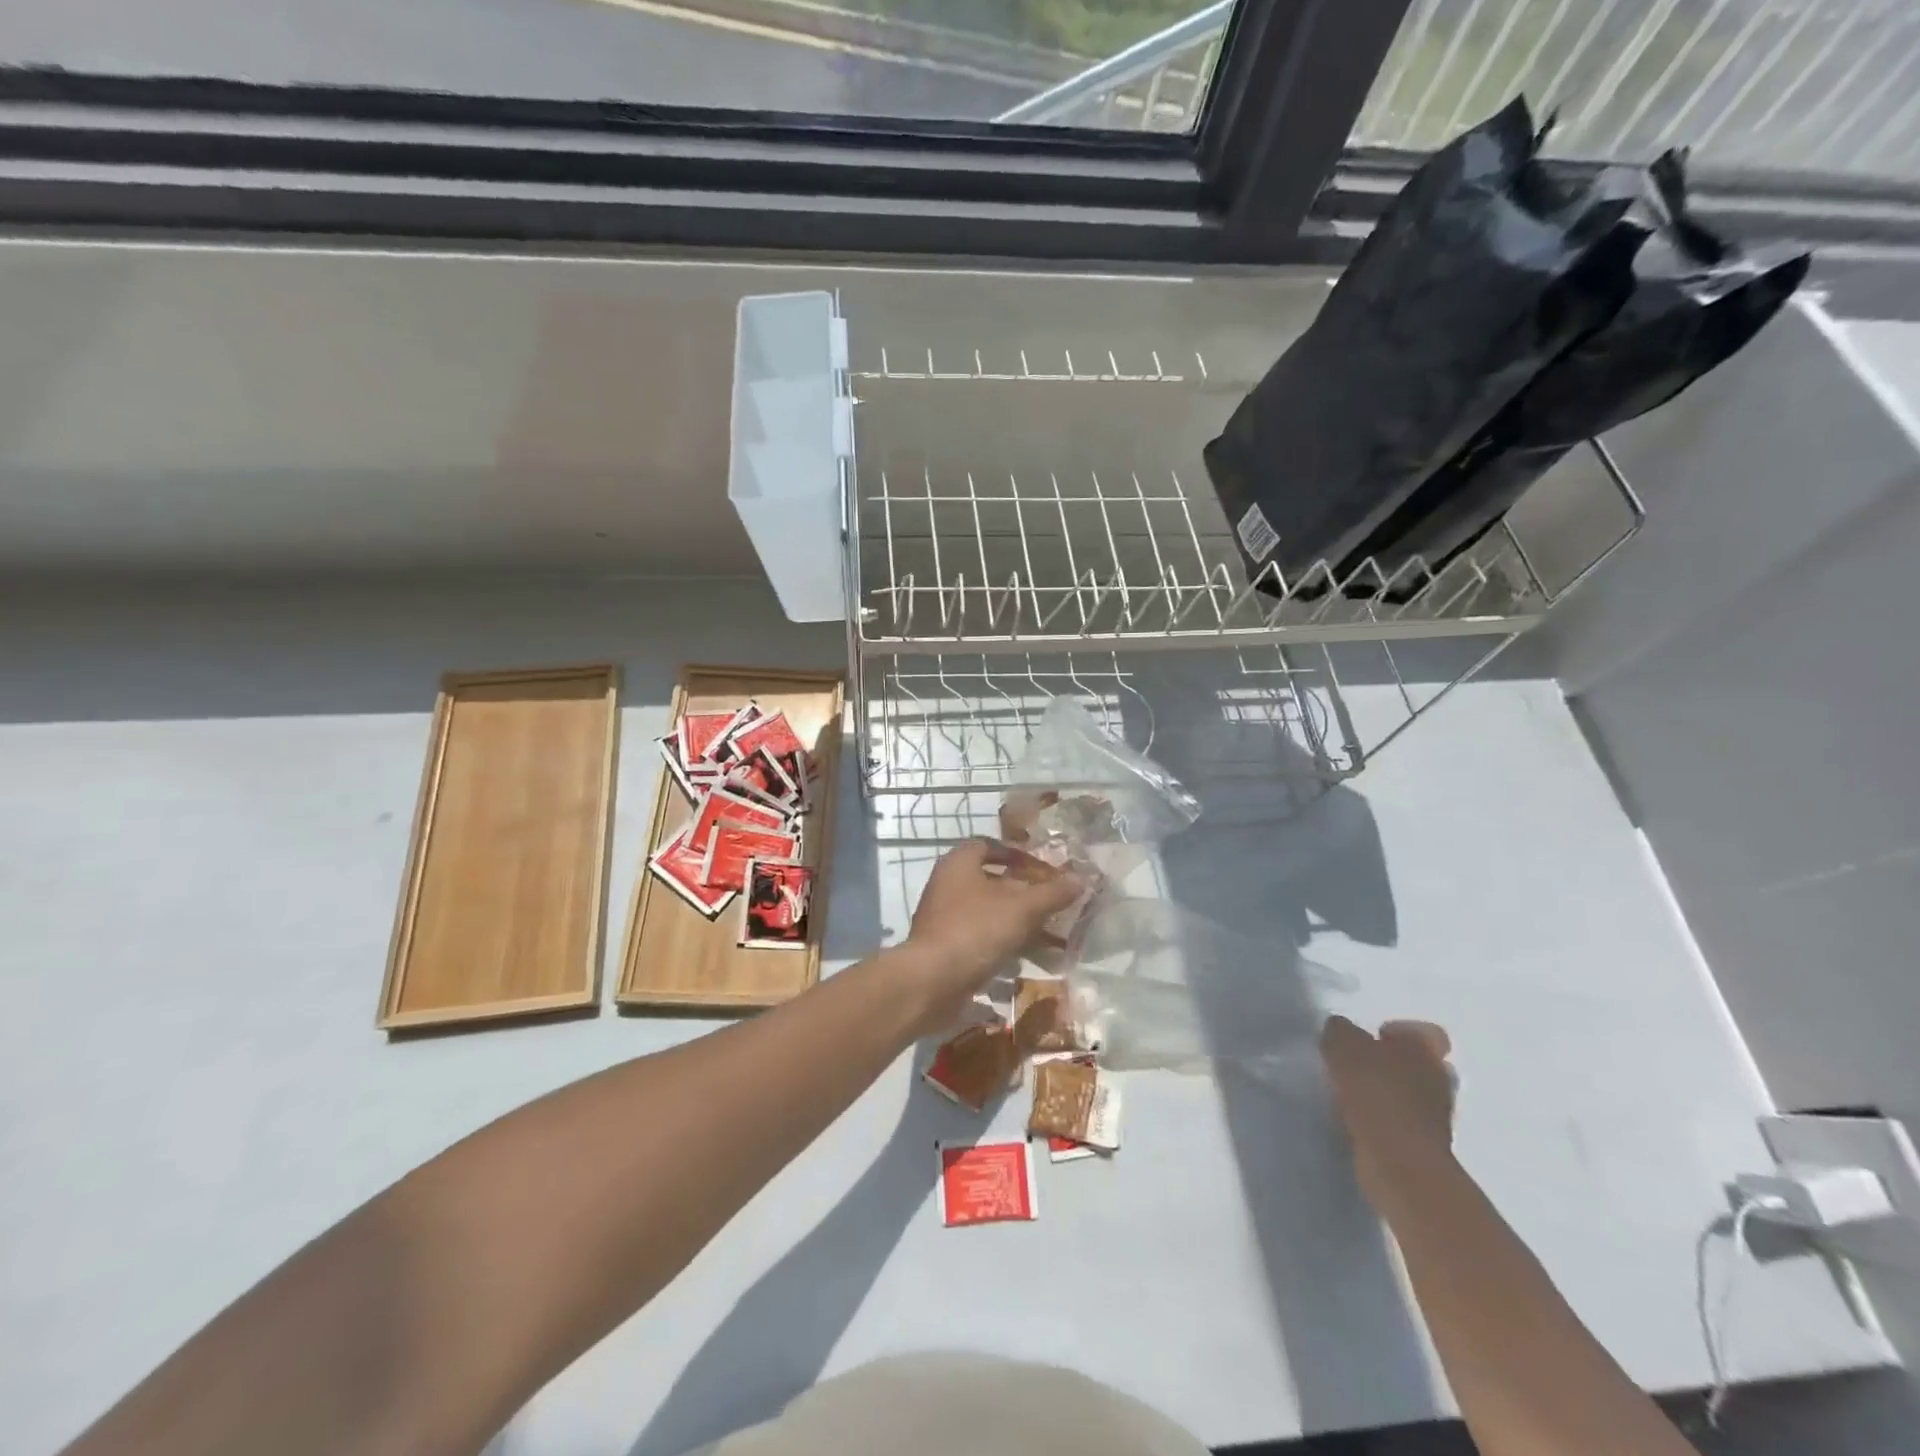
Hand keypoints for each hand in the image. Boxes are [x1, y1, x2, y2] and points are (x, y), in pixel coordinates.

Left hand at [902, 839, 1083, 1027]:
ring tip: (1051, 937)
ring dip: (1018, 923)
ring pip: (989, 913)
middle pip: (991, 881)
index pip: (989, 845)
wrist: (931, 982)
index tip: (1043, 868)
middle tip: (1053, 903)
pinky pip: (980, 938)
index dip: (1017, 854)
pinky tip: (1028, 960)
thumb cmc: (976, 930)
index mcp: (959, 863)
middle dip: (1024, 893)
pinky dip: (1003, 945)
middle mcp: (947, 885)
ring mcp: (944, 918)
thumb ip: (1052, 893)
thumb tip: (1082, 878)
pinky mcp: (946, 948)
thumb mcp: (1022, 908)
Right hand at [1321, 1016, 1456, 1209]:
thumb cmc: (1376, 1093)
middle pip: (1418, 1063)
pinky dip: (1381, 1119)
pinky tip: (1354, 1119)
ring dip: (1385, 1092)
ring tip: (1349, 1093)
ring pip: (1410, 1094)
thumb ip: (1340, 1031)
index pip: (1424, 1032)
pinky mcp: (1422, 1146)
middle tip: (1356, 1065)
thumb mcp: (1343, 1045)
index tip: (1371, 1038)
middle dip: (1391, 1063)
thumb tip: (1340, 1030)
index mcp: (1426, 1050)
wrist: (1399, 1162)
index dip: (1399, 1031)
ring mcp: (1436, 1117)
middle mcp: (1438, 1079)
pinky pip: (1399, 1122)